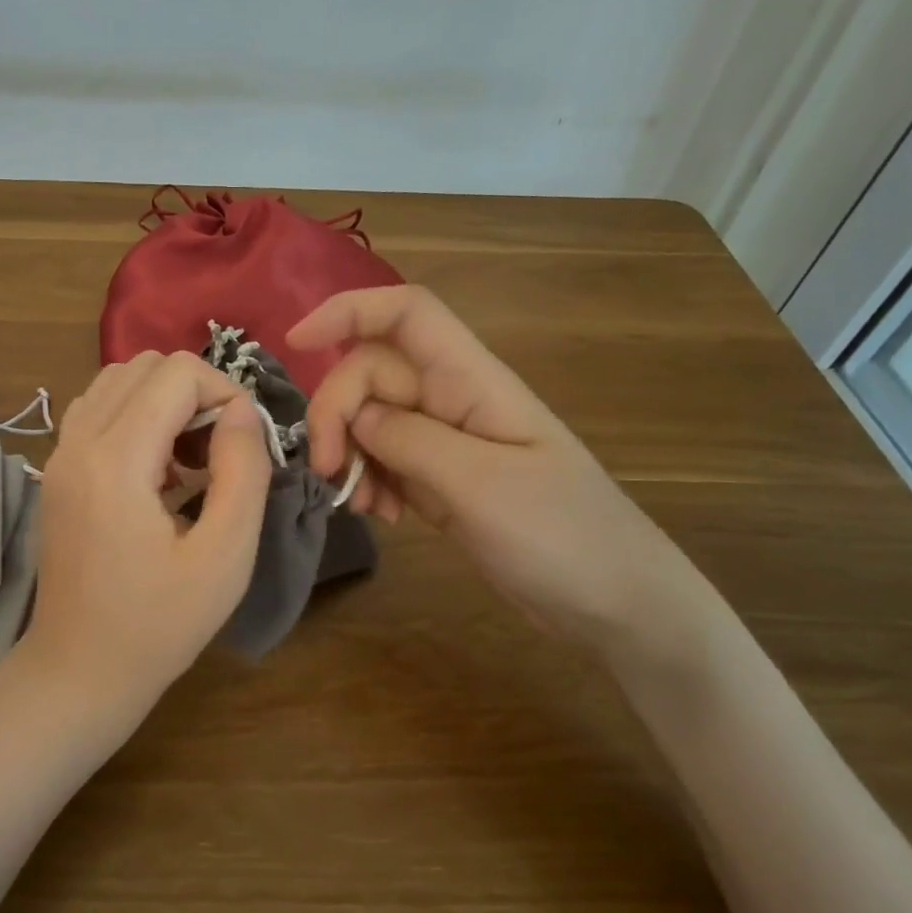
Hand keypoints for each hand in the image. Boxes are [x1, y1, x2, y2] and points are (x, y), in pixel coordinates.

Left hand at [22, 351, 272, 720]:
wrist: (79, 670)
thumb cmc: (159, 624)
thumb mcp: (225, 555)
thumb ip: (243, 470)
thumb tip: (242, 409)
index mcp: (115, 459)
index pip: (176, 373)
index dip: (225, 393)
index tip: (246, 444)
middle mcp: (77, 441)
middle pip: (144, 364)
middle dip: (196, 392)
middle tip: (220, 452)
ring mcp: (59, 453)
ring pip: (118, 379)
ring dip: (165, 401)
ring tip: (191, 459)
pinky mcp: (57, 469)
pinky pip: (98, 408)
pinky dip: (136, 415)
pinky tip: (157, 469)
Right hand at [289, 286, 721, 653]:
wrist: (616, 602)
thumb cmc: (563, 536)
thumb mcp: (480, 486)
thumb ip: (410, 440)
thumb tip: (355, 415)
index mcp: (472, 381)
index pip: (406, 314)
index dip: (348, 310)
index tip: (296, 344)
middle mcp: (453, 399)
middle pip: (372, 373)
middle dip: (336, 413)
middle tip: (326, 471)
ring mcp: (446, 441)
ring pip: (370, 419)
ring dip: (349, 453)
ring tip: (363, 506)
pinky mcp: (441, 479)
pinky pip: (384, 460)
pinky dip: (368, 481)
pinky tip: (383, 517)